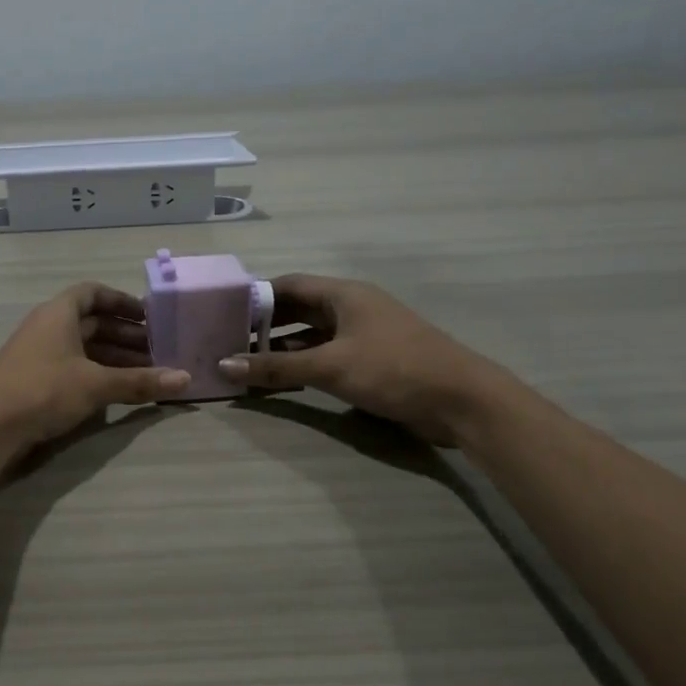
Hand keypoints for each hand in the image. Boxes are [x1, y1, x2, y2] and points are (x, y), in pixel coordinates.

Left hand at [0, 282, 191, 459]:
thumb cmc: (42, 390)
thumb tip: (186, 379)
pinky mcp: (33, 380)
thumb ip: (139, 382)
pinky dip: (96, 374)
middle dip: (125, 335)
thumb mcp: (96, 385)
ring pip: (83, 347)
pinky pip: (72, 367)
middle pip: (91, 322)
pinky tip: (116, 391)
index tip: (148, 315)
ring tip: (146, 373)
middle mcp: (47, 327)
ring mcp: (38, 354)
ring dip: (114, 357)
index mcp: (58, 313)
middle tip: (158, 350)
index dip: (121, 301)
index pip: (92, 292)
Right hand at [216, 274, 511, 445]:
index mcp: (344, 294)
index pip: (288, 285)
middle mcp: (352, 308)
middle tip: (228, 340)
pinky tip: (281, 380)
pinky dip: (303, 364)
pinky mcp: (373, 361)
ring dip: (283, 348)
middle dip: (265, 325)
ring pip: (312, 335)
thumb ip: (277, 367)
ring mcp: (364, 335)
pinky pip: (327, 355)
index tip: (223, 312)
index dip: (255, 297)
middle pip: (298, 309)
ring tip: (246, 362)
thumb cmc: (393, 369)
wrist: (461, 400)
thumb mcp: (330, 367)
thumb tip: (225, 364)